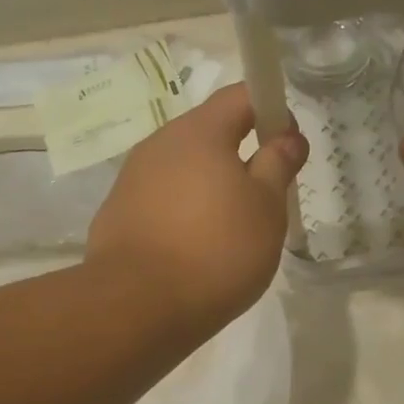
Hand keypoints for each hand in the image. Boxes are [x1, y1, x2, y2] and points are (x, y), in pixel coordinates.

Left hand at [88, 83, 307, 337]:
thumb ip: (278, 165)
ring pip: (182, 171)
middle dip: (239, 156)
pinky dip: (181, 215)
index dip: (271, 110)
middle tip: (263, 196)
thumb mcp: (266, 208)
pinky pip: (159, 202)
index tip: (288, 144)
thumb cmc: (216, 251)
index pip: (240, 96)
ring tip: (229, 232)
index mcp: (198, 132)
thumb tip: (288, 136)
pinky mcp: (115, 216)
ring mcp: (131, 181)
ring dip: (208, 188)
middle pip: (207, 134)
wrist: (137, 307)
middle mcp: (158, 145)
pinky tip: (193, 252)